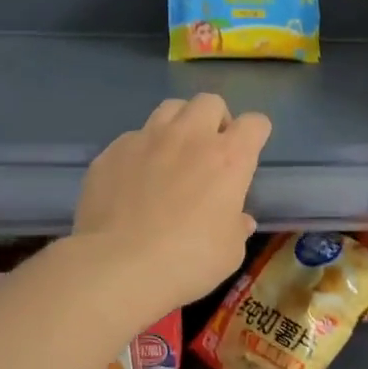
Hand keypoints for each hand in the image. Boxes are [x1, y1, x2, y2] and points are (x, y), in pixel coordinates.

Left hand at [75, 94, 270, 314]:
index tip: (250, 152)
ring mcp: (146, 140)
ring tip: (173, 154)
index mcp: (228, 158)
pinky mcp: (112, 152)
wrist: (117, 266)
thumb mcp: (230, 252)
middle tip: (210, 150)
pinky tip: (135, 181)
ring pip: (169, 109)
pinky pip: (133, 138)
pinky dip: (141, 151)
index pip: (255, 123)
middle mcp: (189, 137)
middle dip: (215, 119)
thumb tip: (239, 219)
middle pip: (210, 102)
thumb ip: (237, 227)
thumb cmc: (187, 260)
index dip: (256, 134)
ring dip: (179, 125)